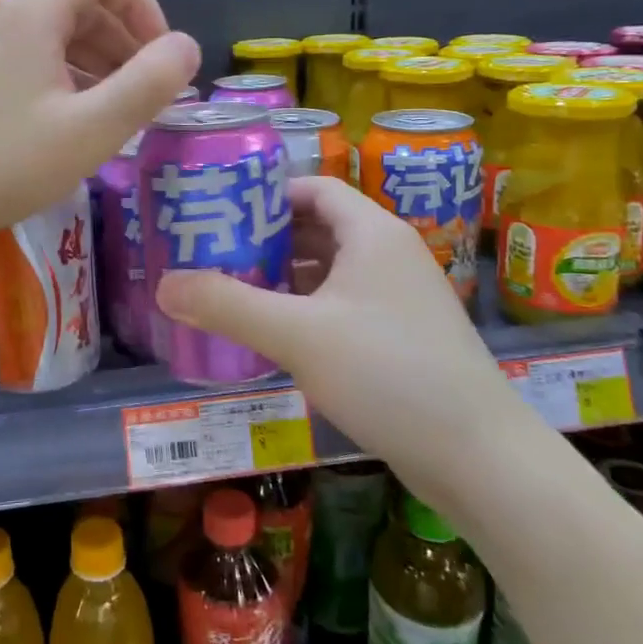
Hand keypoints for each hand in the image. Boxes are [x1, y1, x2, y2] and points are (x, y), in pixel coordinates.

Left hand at [0, 0, 199, 250]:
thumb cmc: (5, 163)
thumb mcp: (91, 129)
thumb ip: (148, 84)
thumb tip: (186, 46)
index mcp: (32, 12)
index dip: (141, 5)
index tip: (160, 55)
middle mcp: (5, 15)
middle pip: (79, 0)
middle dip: (124, 39)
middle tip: (147, 92)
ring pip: (56, 32)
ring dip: (99, 61)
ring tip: (120, 111)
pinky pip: (33, 57)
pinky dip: (67, 76)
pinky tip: (76, 121)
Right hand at [153, 177, 517, 459]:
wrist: (479, 456)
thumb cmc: (388, 374)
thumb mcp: (297, 335)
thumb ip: (227, 306)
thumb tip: (163, 284)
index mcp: (372, 232)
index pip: (314, 188)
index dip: (266, 193)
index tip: (219, 212)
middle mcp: (389, 254)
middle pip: (319, 227)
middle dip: (266, 238)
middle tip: (212, 253)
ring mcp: (400, 297)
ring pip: (330, 270)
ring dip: (284, 277)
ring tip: (231, 290)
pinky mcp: (402, 336)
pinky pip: (343, 305)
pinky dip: (306, 308)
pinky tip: (274, 333)